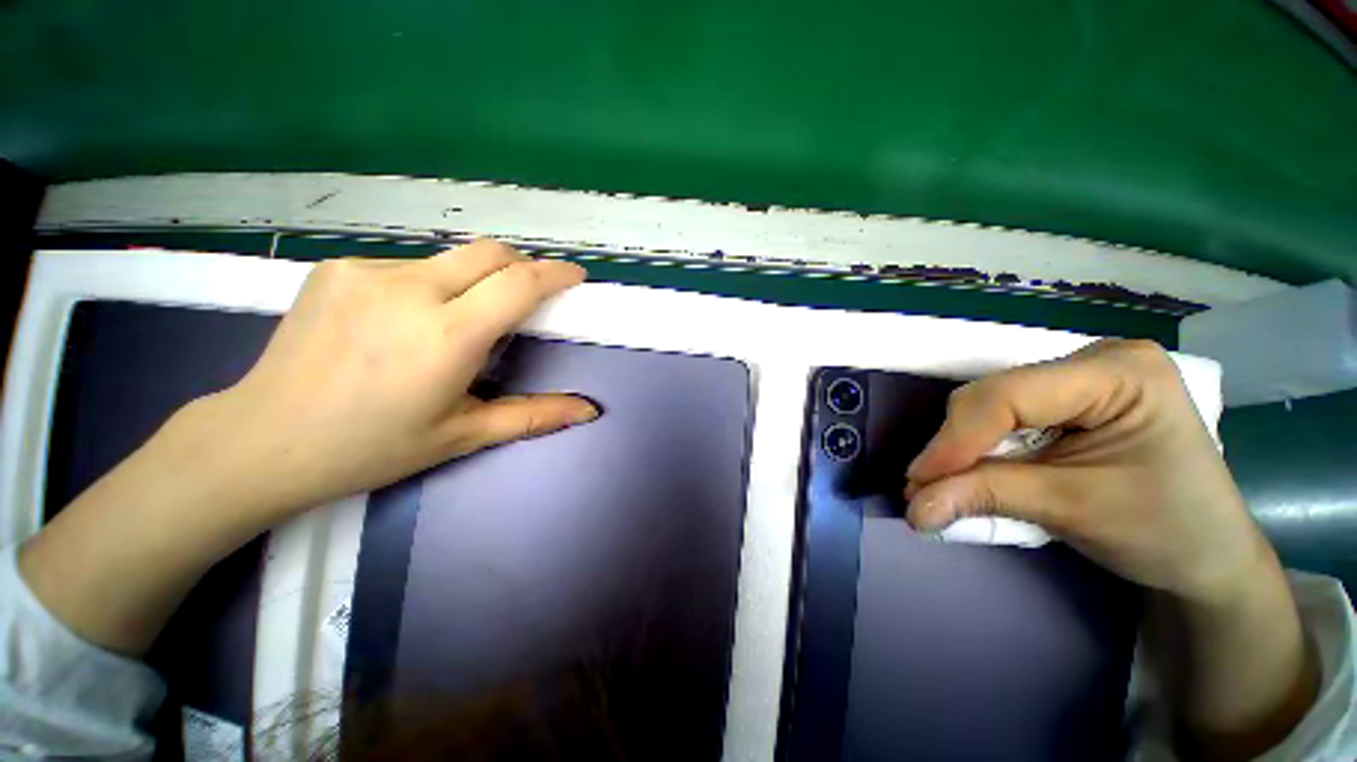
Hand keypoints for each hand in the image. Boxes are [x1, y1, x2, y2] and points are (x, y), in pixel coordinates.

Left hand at [171, 241, 598, 520]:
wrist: (263, 440)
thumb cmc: (373, 447)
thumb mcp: (463, 435)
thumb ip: (534, 415)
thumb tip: (588, 410)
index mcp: (447, 336)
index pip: (518, 283)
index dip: (554, 273)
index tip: (574, 275)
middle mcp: (409, 291)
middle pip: (489, 252)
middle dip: (521, 266)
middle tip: (527, 294)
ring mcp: (367, 272)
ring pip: (449, 259)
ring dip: (473, 281)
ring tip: (456, 322)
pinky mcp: (338, 267)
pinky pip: (409, 265)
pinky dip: (431, 285)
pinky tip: (406, 320)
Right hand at [905, 339, 1263, 603]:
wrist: (1207, 555)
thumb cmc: (1165, 531)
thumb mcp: (1074, 511)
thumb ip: (986, 498)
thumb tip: (914, 508)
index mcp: (1119, 372)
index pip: (1009, 395)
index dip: (956, 439)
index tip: (918, 482)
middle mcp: (1093, 361)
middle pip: (994, 396)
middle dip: (955, 446)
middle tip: (926, 490)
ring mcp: (1078, 378)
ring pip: (989, 406)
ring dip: (961, 449)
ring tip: (941, 487)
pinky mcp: (1066, 401)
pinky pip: (1002, 418)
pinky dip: (979, 450)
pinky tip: (970, 474)